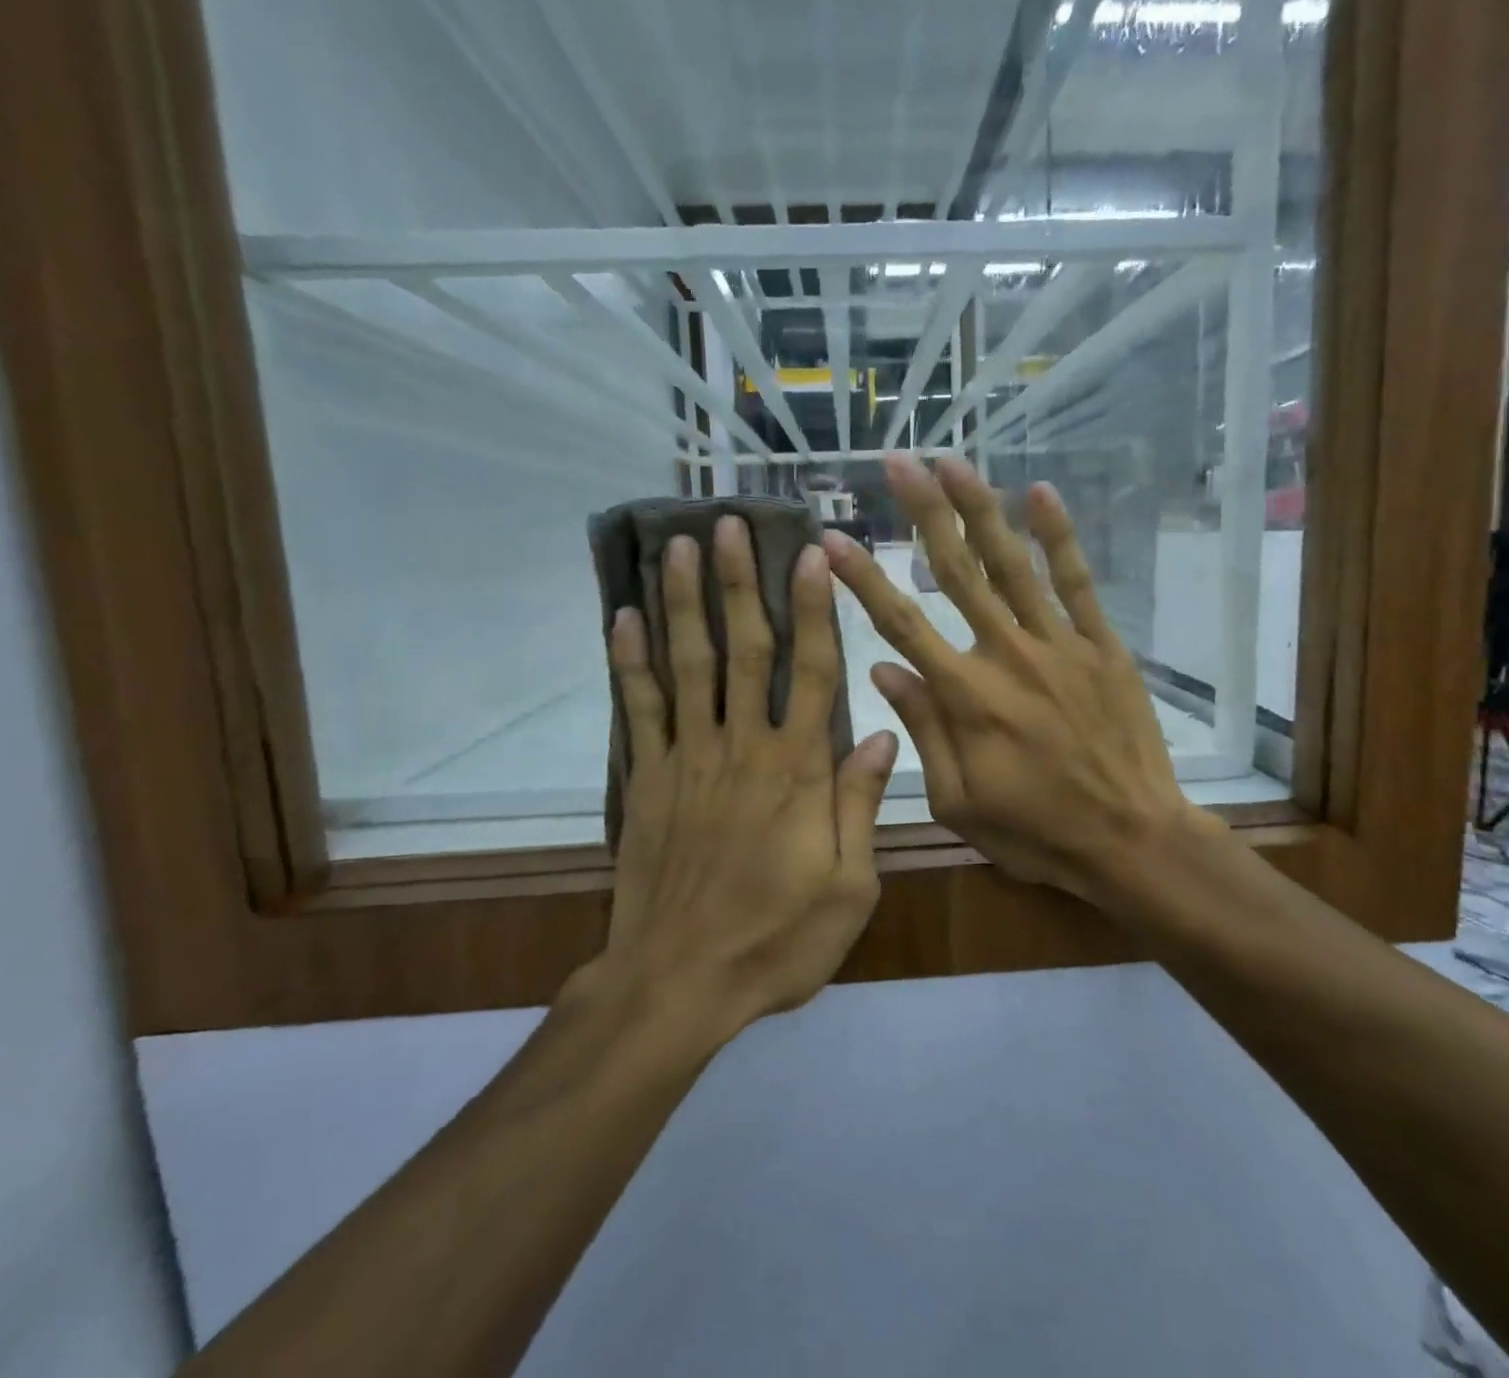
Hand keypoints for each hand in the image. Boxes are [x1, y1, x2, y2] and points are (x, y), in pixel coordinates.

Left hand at [601, 517, 897, 1035]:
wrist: (677, 983)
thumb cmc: (775, 941)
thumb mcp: (848, 889)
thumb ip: (860, 807)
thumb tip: (884, 737)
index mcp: (796, 771)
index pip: (812, 672)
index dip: (816, 610)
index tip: (811, 556)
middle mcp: (741, 748)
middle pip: (743, 650)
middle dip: (739, 583)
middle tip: (730, 525)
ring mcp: (687, 760)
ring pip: (687, 665)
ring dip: (684, 602)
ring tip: (679, 546)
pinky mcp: (645, 780)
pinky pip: (638, 709)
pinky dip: (630, 661)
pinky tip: (624, 617)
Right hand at [825, 454, 1213, 912]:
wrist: (1132, 840)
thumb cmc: (1037, 831)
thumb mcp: (959, 801)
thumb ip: (922, 729)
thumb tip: (883, 668)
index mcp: (965, 697)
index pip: (901, 623)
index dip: (863, 578)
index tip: (832, 537)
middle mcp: (1006, 655)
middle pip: (956, 572)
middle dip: (923, 513)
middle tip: (897, 462)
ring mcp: (1058, 644)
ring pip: (1012, 564)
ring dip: (980, 508)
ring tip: (952, 462)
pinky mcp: (1101, 645)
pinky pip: (1075, 582)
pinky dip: (1058, 536)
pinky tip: (1040, 493)